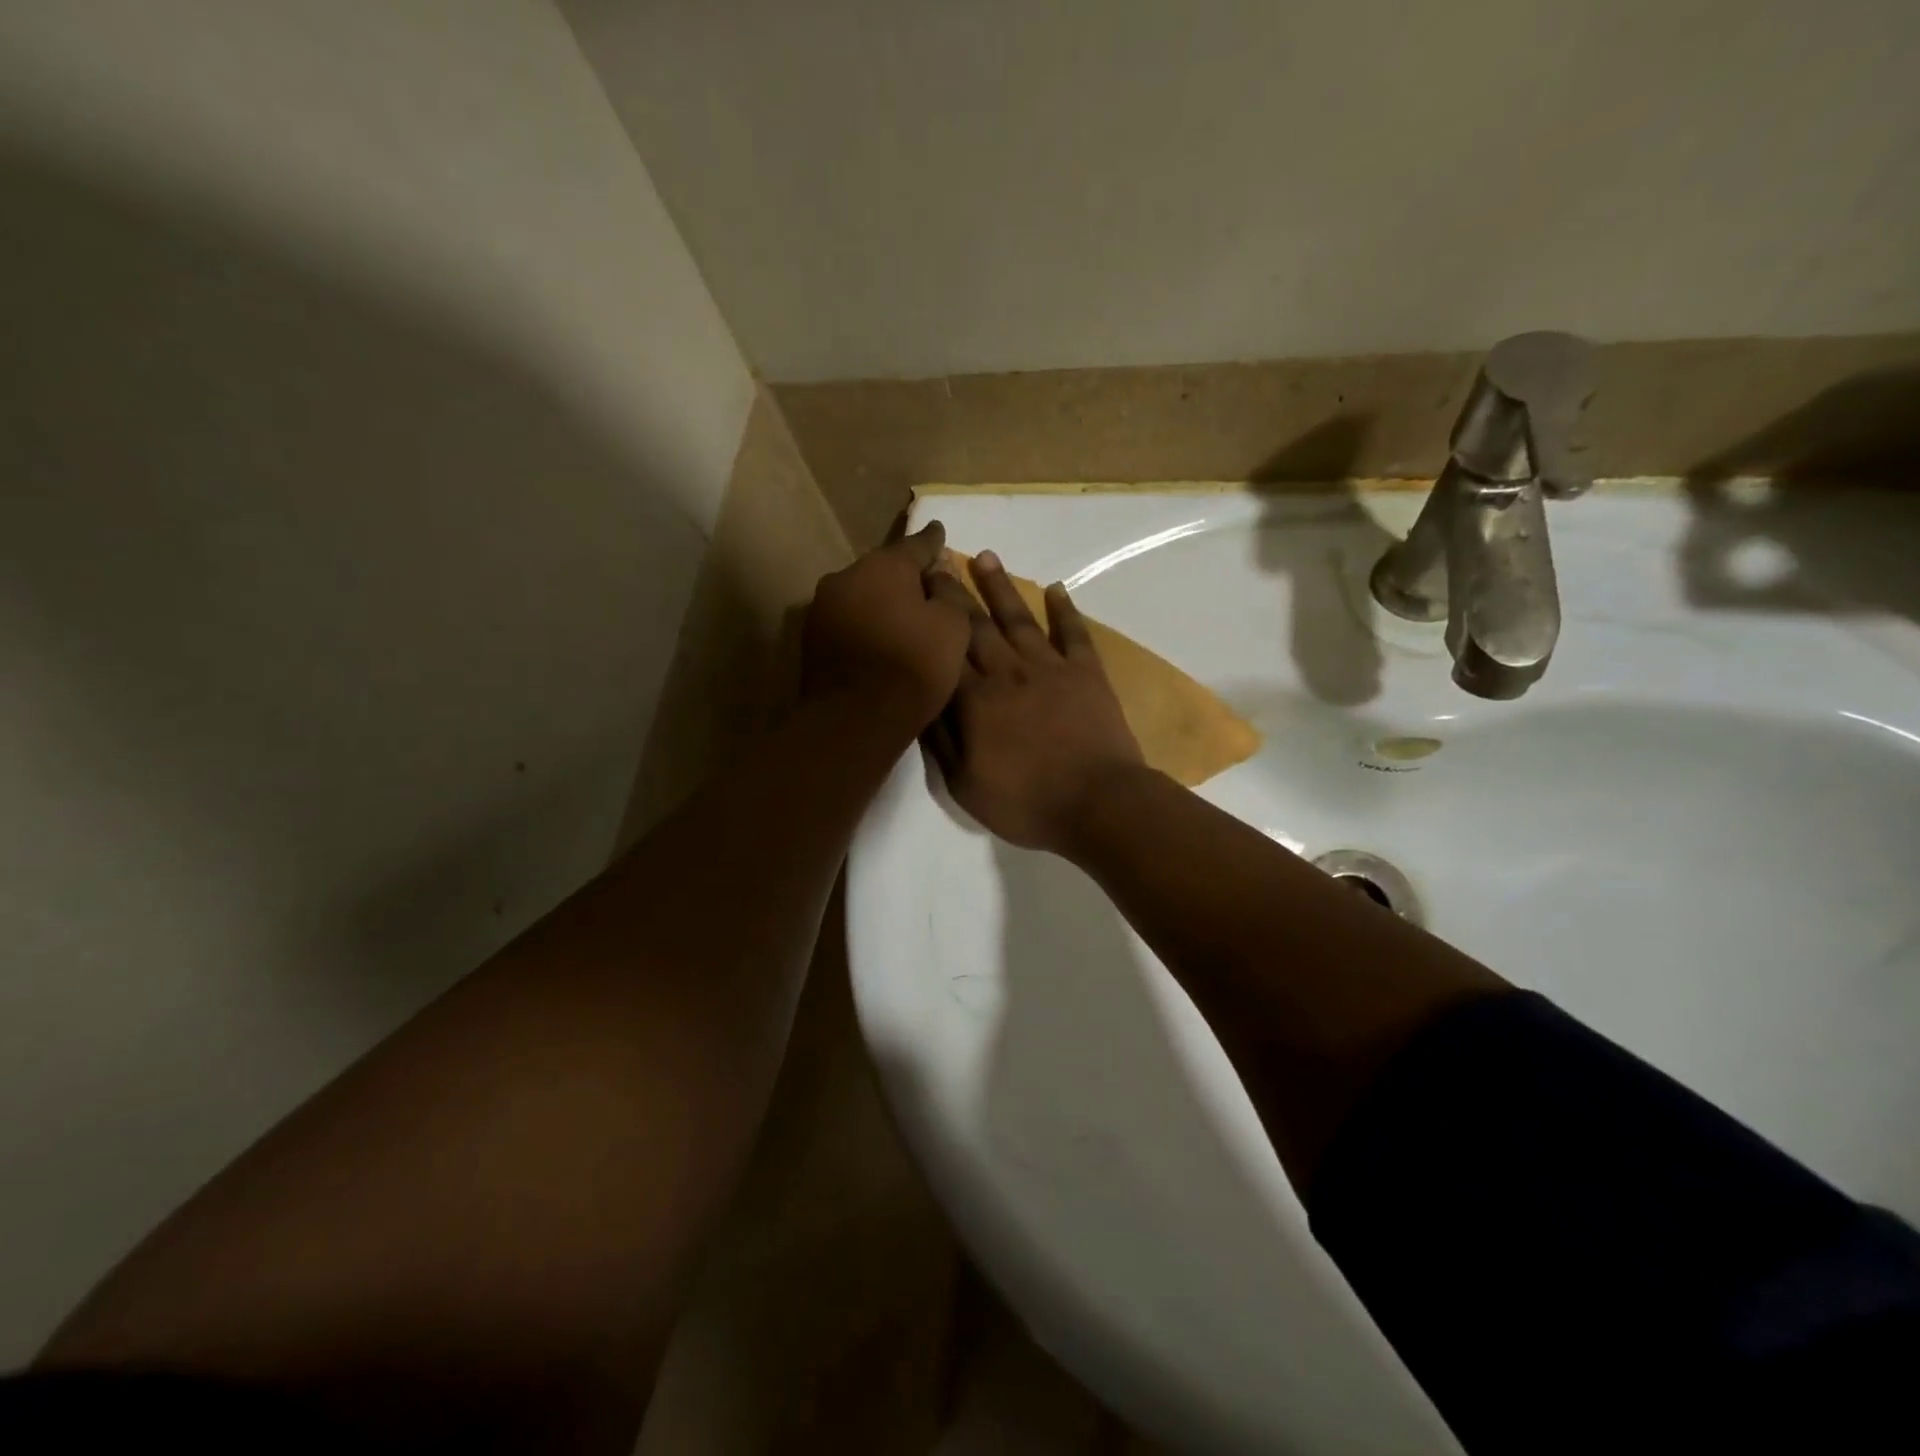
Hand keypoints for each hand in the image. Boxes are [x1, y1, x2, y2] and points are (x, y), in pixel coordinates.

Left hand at [802, 522, 972, 729]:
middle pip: (884, 570)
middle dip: (904, 577)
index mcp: (884, 566)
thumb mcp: (953, 627)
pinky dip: (866, 625)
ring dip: (881, 602)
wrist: (855, 719)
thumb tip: (937, 577)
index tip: (939, 532)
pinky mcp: (812, 638)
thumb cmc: (913, 667)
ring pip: (862, 595)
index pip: (916, 545)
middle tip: (926, 587)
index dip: (933, 541)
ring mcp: (823, 607)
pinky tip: (880, 641)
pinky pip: (849, 621)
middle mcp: (846, 576)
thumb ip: (948, 593)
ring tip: (902, 619)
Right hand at [926, 551, 1146, 853]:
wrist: (1098, 804)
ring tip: (984, 556)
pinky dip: (1064, 610)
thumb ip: (940, 741)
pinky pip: (1072, 633)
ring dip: (1000, 586)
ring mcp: (1049, 669)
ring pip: (1018, 619)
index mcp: (974, 700)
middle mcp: (1007, 672)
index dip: (929, 616)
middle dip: (954, 590)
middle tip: (938, 558)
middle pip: (975, 624)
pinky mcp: (1086, 674)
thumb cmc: (1026, 803)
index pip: (944, 648)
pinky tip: (1056, 589)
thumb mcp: (964, 785)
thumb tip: (920, 701)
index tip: (914, 587)